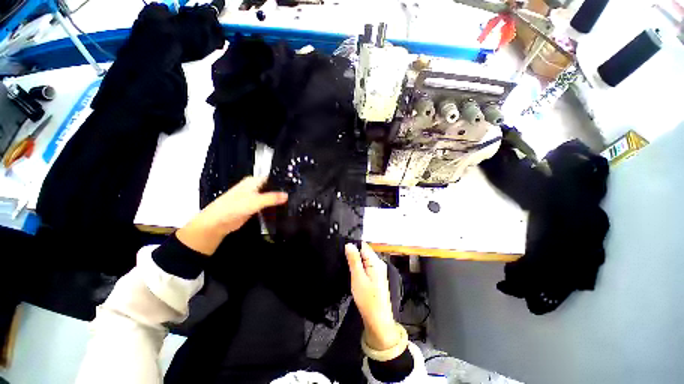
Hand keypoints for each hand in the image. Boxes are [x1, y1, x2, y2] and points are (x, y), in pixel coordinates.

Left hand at [177, 177, 287, 255]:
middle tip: (297, 195)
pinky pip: (267, 205)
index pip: (273, 178)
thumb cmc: (233, 207)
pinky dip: (273, 207)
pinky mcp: (254, 207)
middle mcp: (255, 187)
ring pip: (270, 197)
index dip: (283, 182)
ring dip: (278, 200)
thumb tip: (287, 195)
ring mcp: (254, 198)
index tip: (296, 186)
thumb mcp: (255, 201)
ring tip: (293, 202)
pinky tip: (283, 209)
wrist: (218, 222)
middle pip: (272, 188)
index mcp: (254, 181)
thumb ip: (272, 198)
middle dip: (282, 192)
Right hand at [345, 242, 398, 350]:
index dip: (352, 245)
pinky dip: (359, 267)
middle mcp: (379, 263)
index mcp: (376, 262)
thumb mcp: (358, 278)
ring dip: (355, 261)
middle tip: (342, 259)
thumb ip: (354, 260)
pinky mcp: (376, 278)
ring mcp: (378, 271)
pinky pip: (366, 267)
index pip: (363, 245)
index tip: (342, 249)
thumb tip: (349, 244)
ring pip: (364, 259)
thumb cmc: (367, 299)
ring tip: (345, 265)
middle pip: (364, 252)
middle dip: (353, 253)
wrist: (378, 321)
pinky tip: (352, 273)